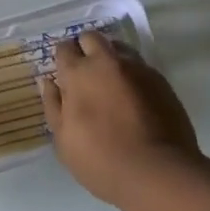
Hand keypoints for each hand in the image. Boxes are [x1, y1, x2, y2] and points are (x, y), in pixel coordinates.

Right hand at [41, 30, 200, 204]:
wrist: (157, 173)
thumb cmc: (101, 161)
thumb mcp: (64, 141)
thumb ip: (53, 106)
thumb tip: (48, 82)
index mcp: (78, 74)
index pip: (64, 48)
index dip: (63, 58)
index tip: (65, 74)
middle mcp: (106, 62)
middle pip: (91, 37)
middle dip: (86, 49)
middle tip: (87, 73)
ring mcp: (136, 69)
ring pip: (119, 47)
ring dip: (111, 58)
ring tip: (113, 82)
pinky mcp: (161, 81)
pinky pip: (141, 67)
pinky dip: (133, 75)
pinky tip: (135, 97)